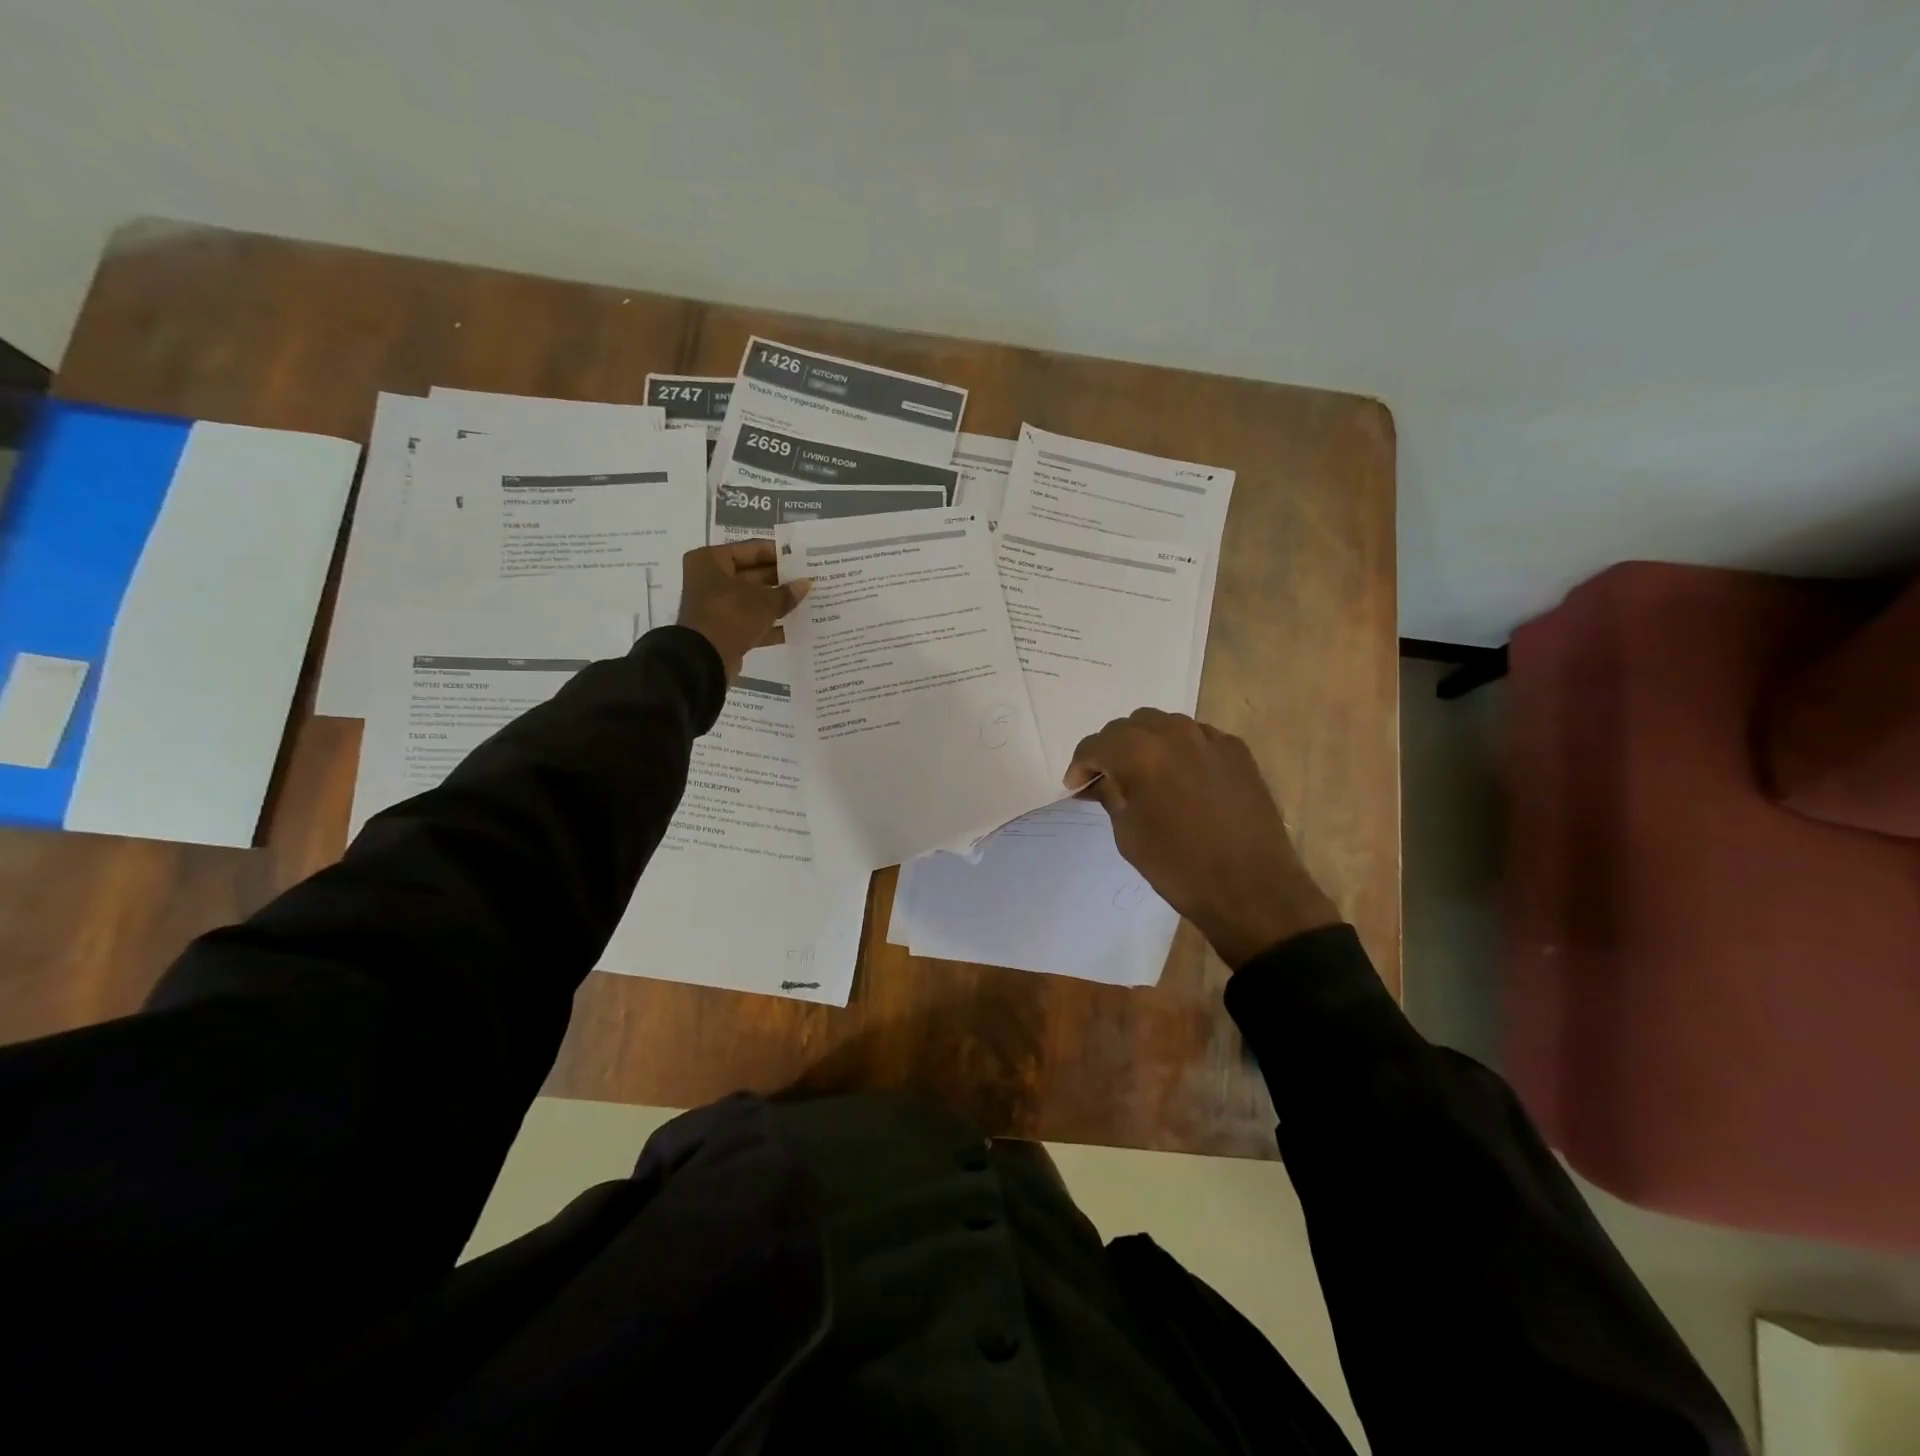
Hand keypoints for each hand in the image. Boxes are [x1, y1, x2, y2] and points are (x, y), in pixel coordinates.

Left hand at [676, 540, 809, 680]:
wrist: (704, 658)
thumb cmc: (730, 615)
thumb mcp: (763, 601)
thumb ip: (786, 593)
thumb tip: (806, 584)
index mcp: (712, 560)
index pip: (752, 549)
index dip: (779, 554)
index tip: (802, 558)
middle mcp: (710, 579)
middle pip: (752, 574)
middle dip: (780, 580)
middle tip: (809, 580)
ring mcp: (716, 606)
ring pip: (753, 599)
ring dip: (777, 602)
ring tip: (807, 601)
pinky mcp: (724, 629)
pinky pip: (751, 621)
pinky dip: (770, 624)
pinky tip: (796, 627)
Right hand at [1068, 708, 1339, 967]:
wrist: (1253, 888)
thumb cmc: (1180, 867)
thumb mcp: (1129, 835)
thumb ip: (1110, 795)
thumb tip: (1099, 780)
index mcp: (1140, 753)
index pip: (1096, 744)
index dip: (1080, 765)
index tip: (1076, 787)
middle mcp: (1174, 733)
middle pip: (1128, 726)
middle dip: (1111, 749)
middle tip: (1106, 780)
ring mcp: (1210, 738)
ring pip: (1163, 725)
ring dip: (1144, 744)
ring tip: (1142, 775)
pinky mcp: (1236, 750)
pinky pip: (1195, 736)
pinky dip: (1178, 749)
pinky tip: (1179, 778)